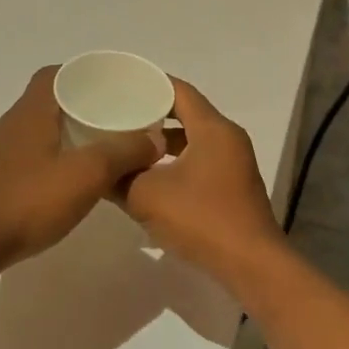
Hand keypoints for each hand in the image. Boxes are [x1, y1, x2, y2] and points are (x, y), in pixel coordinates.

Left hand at [0, 67, 160, 275]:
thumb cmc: (27, 201)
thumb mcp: (85, 175)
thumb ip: (122, 153)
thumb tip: (153, 139)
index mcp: (30, 111)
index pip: (55, 73)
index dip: (84, 74)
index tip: (113, 86)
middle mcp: (13, 124)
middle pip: (51, 101)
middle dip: (85, 106)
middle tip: (119, 119)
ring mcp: (1, 153)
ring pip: (43, 130)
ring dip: (72, 134)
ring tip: (105, 148)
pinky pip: (34, 156)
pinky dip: (58, 158)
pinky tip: (74, 181)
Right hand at [120, 79, 285, 279]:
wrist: (251, 265)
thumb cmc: (201, 219)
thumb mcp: (146, 196)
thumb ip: (118, 178)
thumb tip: (98, 170)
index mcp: (213, 129)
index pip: (179, 91)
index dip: (150, 84)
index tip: (120, 84)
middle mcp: (228, 138)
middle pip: (186, 113)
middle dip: (151, 113)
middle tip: (116, 113)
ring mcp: (233, 163)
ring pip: (192, 140)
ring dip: (162, 142)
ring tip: (126, 144)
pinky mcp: (232, 186)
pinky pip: (199, 161)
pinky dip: (174, 161)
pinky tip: (148, 176)